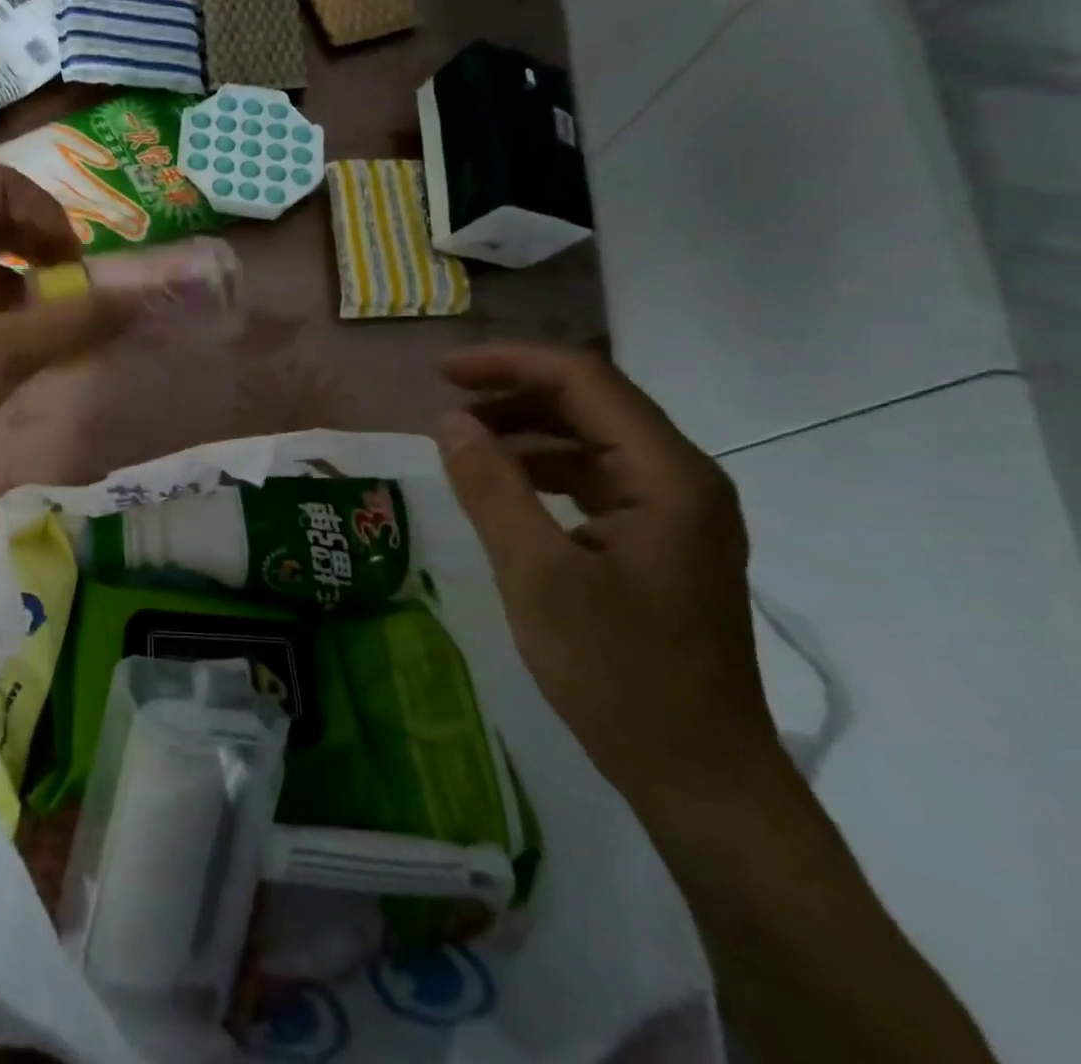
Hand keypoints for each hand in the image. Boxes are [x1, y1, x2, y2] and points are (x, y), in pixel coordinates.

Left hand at [0, 166, 134, 496]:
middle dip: (41, 248)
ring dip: (25, 281)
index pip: (2, 186)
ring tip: (51, 323)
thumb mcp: (3, 354)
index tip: (74, 263)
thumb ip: (74, 323)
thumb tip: (137, 299)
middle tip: (72, 288)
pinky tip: (19, 348)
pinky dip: (1, 310)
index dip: (48, 214)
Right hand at [437, 344, 776, 813]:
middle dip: (513, 394)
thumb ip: (491, 488)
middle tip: (443, 409)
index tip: (440, 373)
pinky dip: (545, 470)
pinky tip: (505, 489)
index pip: (584, 379)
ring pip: (592, 440)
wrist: (699, 776)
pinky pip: (597, 479)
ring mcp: (676, 511)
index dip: (508, 363)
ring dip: (526, 432)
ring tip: (463, 446)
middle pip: (591, 402)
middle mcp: (682, 478)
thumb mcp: (537, 575)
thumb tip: (448, 421)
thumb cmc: (618, 673)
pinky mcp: (661, 541)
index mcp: (666, 475)